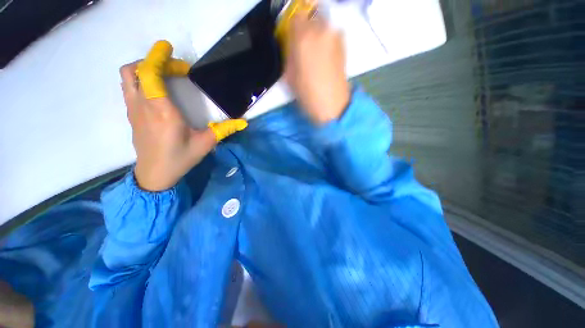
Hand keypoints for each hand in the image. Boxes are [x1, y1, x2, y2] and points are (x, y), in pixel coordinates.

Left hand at [121, 41, 246, 190]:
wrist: (155, 174)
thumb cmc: (180, 158)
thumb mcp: (206, 144)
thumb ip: (224, 130)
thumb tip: (244, 122)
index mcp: (162, 111)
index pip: (150, 74)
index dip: (157, 57)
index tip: (168, 48)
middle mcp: (143, 106)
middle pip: (135, 70)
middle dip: (154, 61)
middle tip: (176, 68)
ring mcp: (134, 110)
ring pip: (129, 78)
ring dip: (145, 69)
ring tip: (165, 75)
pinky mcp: (132, 115)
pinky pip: (130, 88)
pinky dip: (141, 80)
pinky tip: (158, 91)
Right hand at [284, 9, 349, 124]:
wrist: (332, 105)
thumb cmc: (308, 94)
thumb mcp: (289, 76)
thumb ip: (289, 55)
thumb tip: (292, 45)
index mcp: (304, 38)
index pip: (295, 18)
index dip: (292, 29)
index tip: (292, 40)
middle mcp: (321, 30)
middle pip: (310, 19)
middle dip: (305, 30)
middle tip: (303, 47)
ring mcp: (335, 36)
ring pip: (322, 26)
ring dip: (317, 35)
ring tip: (315, 54)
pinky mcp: (344, 45)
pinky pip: (331, 35)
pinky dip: (326, 41)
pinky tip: (324, 57)